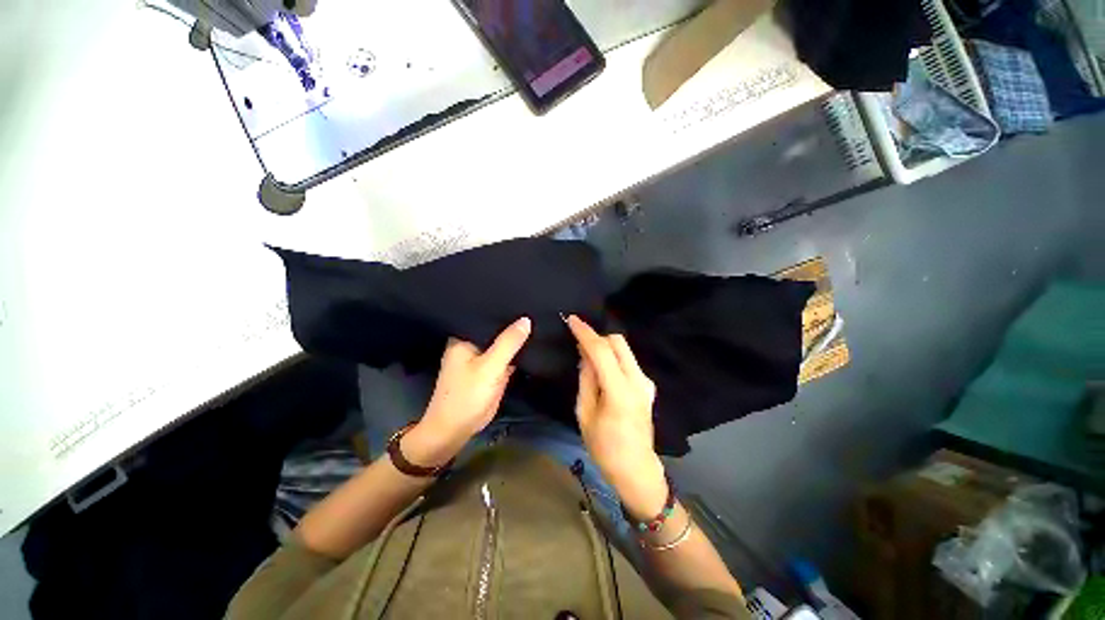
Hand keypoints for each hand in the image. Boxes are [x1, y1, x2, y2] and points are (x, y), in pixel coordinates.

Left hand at [405, 318, 530, 465]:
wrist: (455, 430)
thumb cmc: (467, 395)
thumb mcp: (490, 367)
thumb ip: (508, 343)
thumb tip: (526, 319)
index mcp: (464, 338)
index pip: (485, 316)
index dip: (503, 308)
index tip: (523, 298)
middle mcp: (472, 344)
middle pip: (495, 329)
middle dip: (512, 322)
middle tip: (534, 307)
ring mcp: (482, 358)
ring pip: (501, 343)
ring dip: (515, 338)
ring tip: (537, 319)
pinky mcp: (490, 371)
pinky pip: (505, 356)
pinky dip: (515, 352)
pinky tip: (531, 341)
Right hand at [566, 315, 666, 519]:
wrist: (636, 469)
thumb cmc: (604, 447)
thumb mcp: (585, 413)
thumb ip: (586, 379)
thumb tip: (585, 354)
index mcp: (620, 392)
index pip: (602, 351)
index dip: (586, 333)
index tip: (572, 320)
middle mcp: (638, 381)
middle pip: (618, 342)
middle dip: (597, 336)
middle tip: (579, 341)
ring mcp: (646, 382)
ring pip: (624, 349)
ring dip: (605, 346)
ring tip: (587, 356)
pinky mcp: (648, 385)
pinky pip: (627, 360)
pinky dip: (613, 357)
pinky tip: (602, 368)